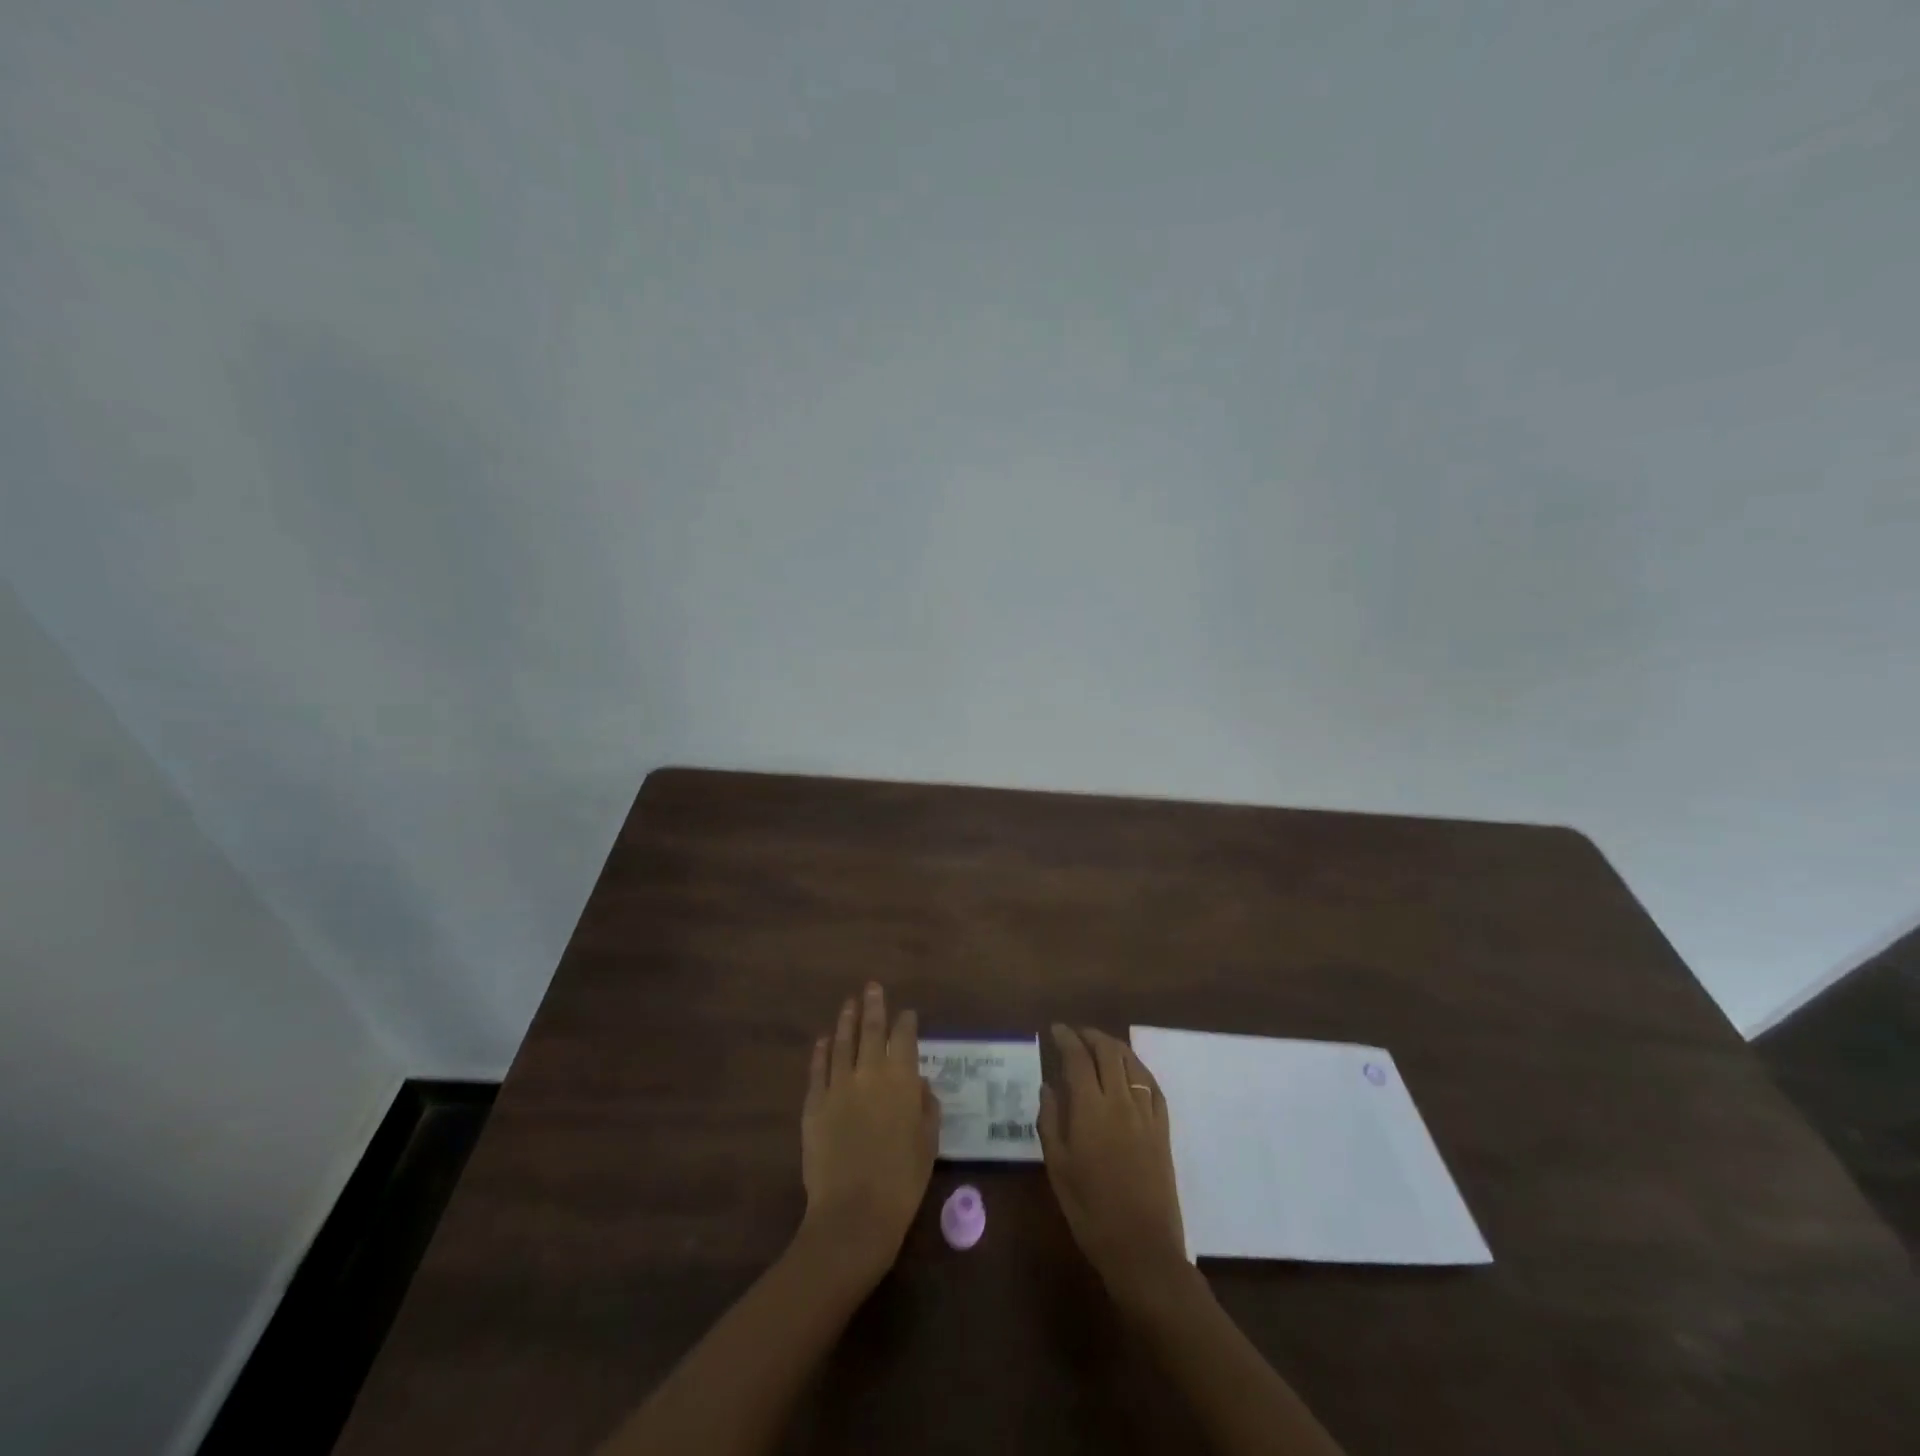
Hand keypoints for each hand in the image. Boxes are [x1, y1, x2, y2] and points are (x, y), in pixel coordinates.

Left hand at [799, 983, 938, 1288]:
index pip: (904, 1037)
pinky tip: (824, 1040)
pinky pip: (818, 1068)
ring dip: (846, 1020)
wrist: (854, 1213)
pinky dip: (821, 1051)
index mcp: (901, 1079)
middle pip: (871, 1029)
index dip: (906, 1022)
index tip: (907, 1013)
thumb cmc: (902, 1180)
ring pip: (842, 1042)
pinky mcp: (814, 1103)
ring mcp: (838, 1085)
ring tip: (849, 1004)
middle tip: (872, 987)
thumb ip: (926, 1106)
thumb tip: (918, 1084)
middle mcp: (869, 1072)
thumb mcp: (928, 1142)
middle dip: (873, 1006)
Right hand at [1039, 1025, 1189, 1307]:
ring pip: (1132, 1063)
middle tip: (1075, 1033)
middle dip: (1090, 1036)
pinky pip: (1152, 1086)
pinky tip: (1130, 1071)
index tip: (1055, 1030)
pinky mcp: (1163, 1129)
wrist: (1142, 1249)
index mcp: (1090, 1109)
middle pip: (1108, 1052)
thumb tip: (1048, 1086)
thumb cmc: (1090, 1210)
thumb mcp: (1058, 1167)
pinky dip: (1138, 1069)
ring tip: (1099, 1045)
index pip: (1077, 1058)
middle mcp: (1120, 1101)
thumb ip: (1050, 1121)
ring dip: (1114, 1047)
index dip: (1066, 1038)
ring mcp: (1146, 1114)